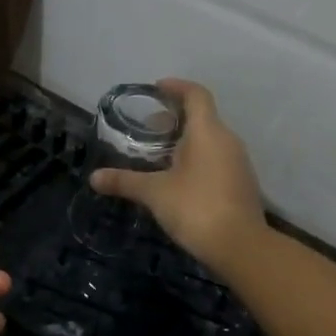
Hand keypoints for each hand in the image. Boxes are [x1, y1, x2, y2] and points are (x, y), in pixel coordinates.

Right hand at [90, 79, 266, 277]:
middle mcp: (227, 140)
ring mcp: (238, 162)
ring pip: (210, 139)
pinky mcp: (240, 183)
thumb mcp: (155, 193)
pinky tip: (177, 178)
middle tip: (147, 129)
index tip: (156, 88)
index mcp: (208, 132)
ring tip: (158, 155)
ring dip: (185, 140)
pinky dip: (196, 158)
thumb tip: (94, 178)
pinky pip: (216, 158)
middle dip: (174, 118)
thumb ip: (125, 181)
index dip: (176, 87)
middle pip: (202, 116)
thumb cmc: (196, 208)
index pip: (196, 95)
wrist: (241, 247)